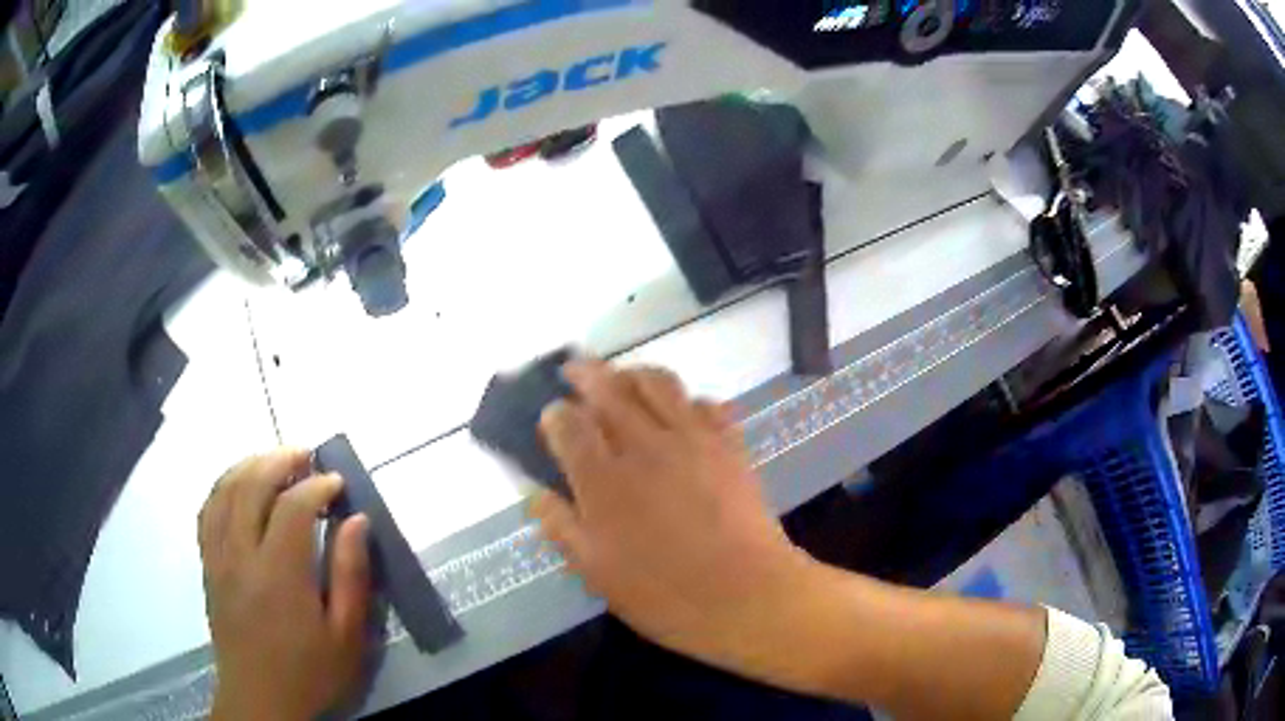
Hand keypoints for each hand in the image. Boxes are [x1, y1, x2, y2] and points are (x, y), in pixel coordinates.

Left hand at [199, 449, 370, 720]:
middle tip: (305, 454)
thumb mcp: (346, 636)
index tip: (337, 482)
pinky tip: (238, 486)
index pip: (292, 506)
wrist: (260, 700)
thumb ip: (351, 576)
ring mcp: (218, 557)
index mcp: (279, 573)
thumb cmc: (309, 672)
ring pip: (224, 491)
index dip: (316, 485)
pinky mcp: (208, 565)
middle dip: (279, 459)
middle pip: (250, 484)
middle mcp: (241, 554)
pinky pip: (207, 511)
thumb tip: (357, 521)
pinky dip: (223, 487)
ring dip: (249, 465)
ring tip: (273, 461)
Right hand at [532, 361, 814, 674]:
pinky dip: (686, 399)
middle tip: (574, 370)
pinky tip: (682, 411)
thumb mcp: (596, 572)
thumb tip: (532, 490)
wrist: (747, 594)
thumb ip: (560, 525)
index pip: (568, 424)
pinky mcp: (728, 444)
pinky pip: (705, 403)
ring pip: (657, 382)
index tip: (551, 417)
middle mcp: (644, 445)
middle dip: (585, 372)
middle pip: (608, 388)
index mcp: (603, 479)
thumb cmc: (664, 594)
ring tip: (622, 379)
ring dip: (632, 372)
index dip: (554, 415)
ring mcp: (691, 439)